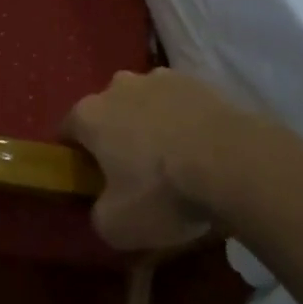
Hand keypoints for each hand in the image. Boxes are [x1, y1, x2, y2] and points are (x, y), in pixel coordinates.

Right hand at [61, 69, 244, 250]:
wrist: (234, 162)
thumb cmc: (163, 192)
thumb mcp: (117, 226)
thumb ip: (99, 214)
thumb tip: (104, 208)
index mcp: (89, 114)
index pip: (67, 130)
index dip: (76, 155)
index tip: (91, 178)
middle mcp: (119, 86)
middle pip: (108, 111)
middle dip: (115, 135)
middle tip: (133, 171)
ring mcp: (161, 78)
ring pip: (145, 103)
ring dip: (151, 124)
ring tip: (173, 159)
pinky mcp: (199, 81)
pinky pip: (180, 104)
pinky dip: (184, 121)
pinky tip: (201, 149)